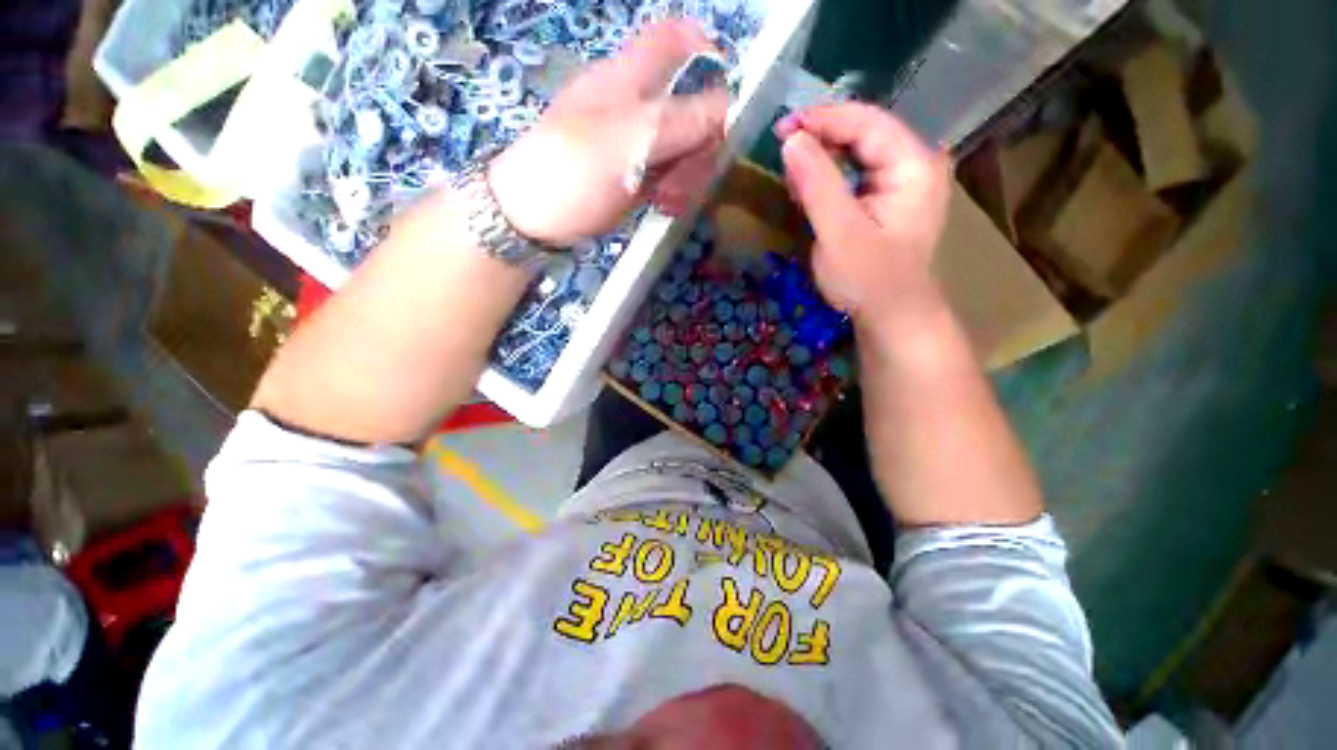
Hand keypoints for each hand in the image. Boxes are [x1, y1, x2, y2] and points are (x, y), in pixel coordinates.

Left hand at [488, 21, 727, 245]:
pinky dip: (675, 188)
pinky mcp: (631, 175)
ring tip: (674, 199)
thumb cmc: (573, 170)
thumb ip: (680, 121)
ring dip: (690, 171)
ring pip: (682, 144)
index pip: (672, 40)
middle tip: (698, 170)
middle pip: (689, 103)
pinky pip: (667, 172)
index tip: (729, 86)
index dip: (705, 49)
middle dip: (703, 137)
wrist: (531, 217)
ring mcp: (633, 143)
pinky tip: (667, 205)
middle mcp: (635, 104)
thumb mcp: (629, 141)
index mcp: (628, 78)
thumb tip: (728, 106)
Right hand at [774, 103, 950, 327]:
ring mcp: (904, 181)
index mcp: (914, 165)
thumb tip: (791, 140)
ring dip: (823, 155)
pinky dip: (829, 176)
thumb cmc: (869, 280)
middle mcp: (915, 164)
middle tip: (781, 145)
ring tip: (791, 166)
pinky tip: (808, 185)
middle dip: (821, 135)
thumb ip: (817, 185)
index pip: (867, 122)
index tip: (781, 127)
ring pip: (859, 152)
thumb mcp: (839, 233)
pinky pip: (857, 174)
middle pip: (865, 132)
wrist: (891, 317)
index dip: (822, 119)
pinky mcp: (889, 199)